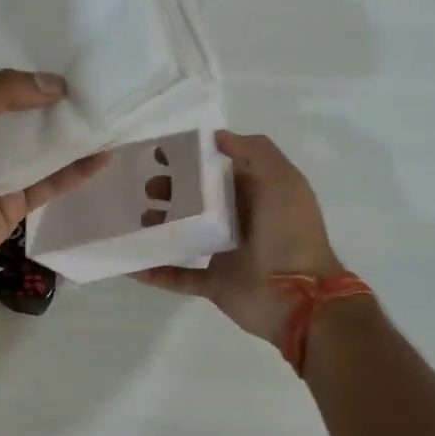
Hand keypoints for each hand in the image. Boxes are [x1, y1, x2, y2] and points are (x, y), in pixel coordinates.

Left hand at [0, 70, 110, 299]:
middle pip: (21, 110)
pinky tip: (104, 156)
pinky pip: (50, 181)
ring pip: (39, 145)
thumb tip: (55, 84)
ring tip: (108, 110)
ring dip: (69, 132)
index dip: (22, 64)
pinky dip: (75, 171)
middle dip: (53, 95)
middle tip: (96, 75)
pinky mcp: (14, 203)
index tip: (62, 47)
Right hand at [134, 131, 344, 346]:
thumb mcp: (281, 180)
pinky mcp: (215, 283)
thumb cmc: (290, 233)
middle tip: (148, 188)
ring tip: (140, 221)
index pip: (218, 170)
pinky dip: (157, 271)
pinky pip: (180, 276)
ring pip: (186, 234)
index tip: (161, 153)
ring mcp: (226, 253)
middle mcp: (240, 220)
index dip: (191, 159)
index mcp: (256, 194)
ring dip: (160, 226)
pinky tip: (134, 264)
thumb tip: (218, 137)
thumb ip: (254, 152)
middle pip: (197, 200)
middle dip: (170, 191)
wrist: (300, 298)